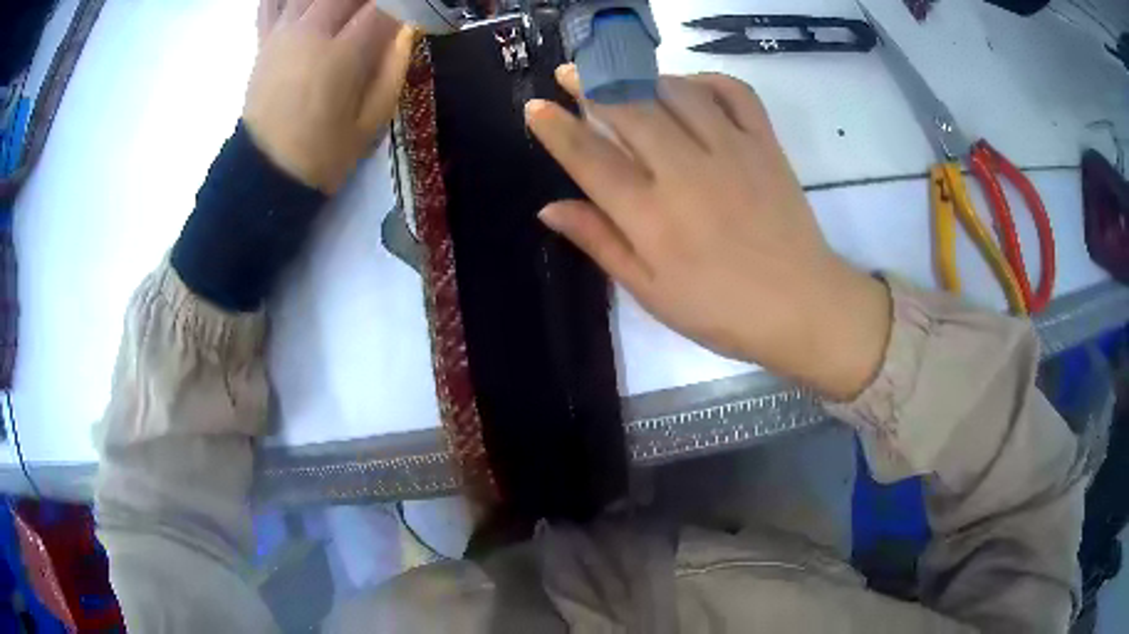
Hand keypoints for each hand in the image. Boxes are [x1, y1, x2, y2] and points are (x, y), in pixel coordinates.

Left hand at [245, 0, 415, 192]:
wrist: (266, 175)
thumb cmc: (324, 154)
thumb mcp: (373, 119)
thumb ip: (394, 66)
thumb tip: (406, 28)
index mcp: (342, 54)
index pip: (383, 6)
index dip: (402, 5)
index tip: (409, 13)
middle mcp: (311, 33)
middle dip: (368, 0)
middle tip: (377, 13)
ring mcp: (282, 33)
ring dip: (336, 0)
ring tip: (347, 12)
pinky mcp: (264, 41)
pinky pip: (273, 3)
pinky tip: (307, 6)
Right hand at [525, 67, 890, 399]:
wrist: (801, 306)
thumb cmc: (720, 310)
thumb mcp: (650, 290)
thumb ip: (600, 242)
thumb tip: (549, 208)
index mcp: (650, 216)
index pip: (589, 158)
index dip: (556, 128)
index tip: (535, 107)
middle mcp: (685, 172)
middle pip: (627, 109)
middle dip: (589, 84)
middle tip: (569, 72)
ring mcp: (730, 151)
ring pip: (675, 91)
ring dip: (641, 76)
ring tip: (623, 76)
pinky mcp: (764, 144)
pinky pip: (733, 92)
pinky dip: (705, 79)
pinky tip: (688, 86)